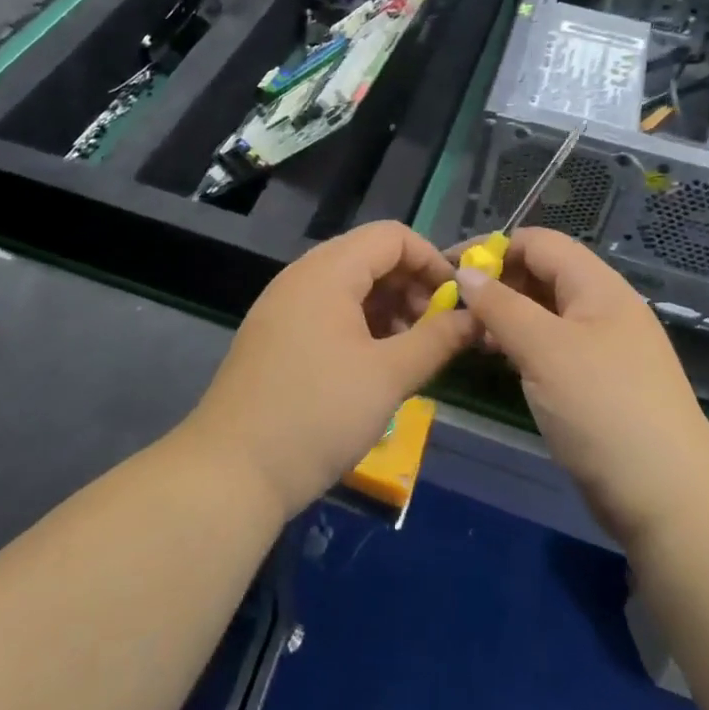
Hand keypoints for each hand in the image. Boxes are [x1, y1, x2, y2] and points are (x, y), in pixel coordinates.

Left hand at [187, 222, 476, 517]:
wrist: (232, 472)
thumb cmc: (318, 415)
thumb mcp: (389, 376)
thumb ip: (437, 339)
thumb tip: (476, 317)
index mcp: (327, 271)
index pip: (392, 236)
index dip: (431, 260)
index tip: (457, 301)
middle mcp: (302, 276)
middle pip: (370, 257)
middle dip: (412, 286)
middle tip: (437, 331)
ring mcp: (284, 306)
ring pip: (350, 286)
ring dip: (388, 308)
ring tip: (412, 351)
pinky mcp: (276, 336)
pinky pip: (328, 311)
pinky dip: (361, 325)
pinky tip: (377, 363)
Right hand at [453, 228, 708, 546]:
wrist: (668, 497)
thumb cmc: (603, 409)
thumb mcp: (544, 350)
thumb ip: (501, 307)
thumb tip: (465, 273)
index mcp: (598, 286)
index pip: (538, 243)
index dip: (492, 248)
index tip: (447, 269)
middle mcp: (602, 307)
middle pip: (541, 274)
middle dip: (496, 283)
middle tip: (452, 307)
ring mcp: (602, 346)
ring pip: (544, 313)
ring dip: (505, 316)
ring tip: (467, 335)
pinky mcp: (597, 382)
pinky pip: (551, 347)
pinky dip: (521, 345)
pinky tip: (497, 361)